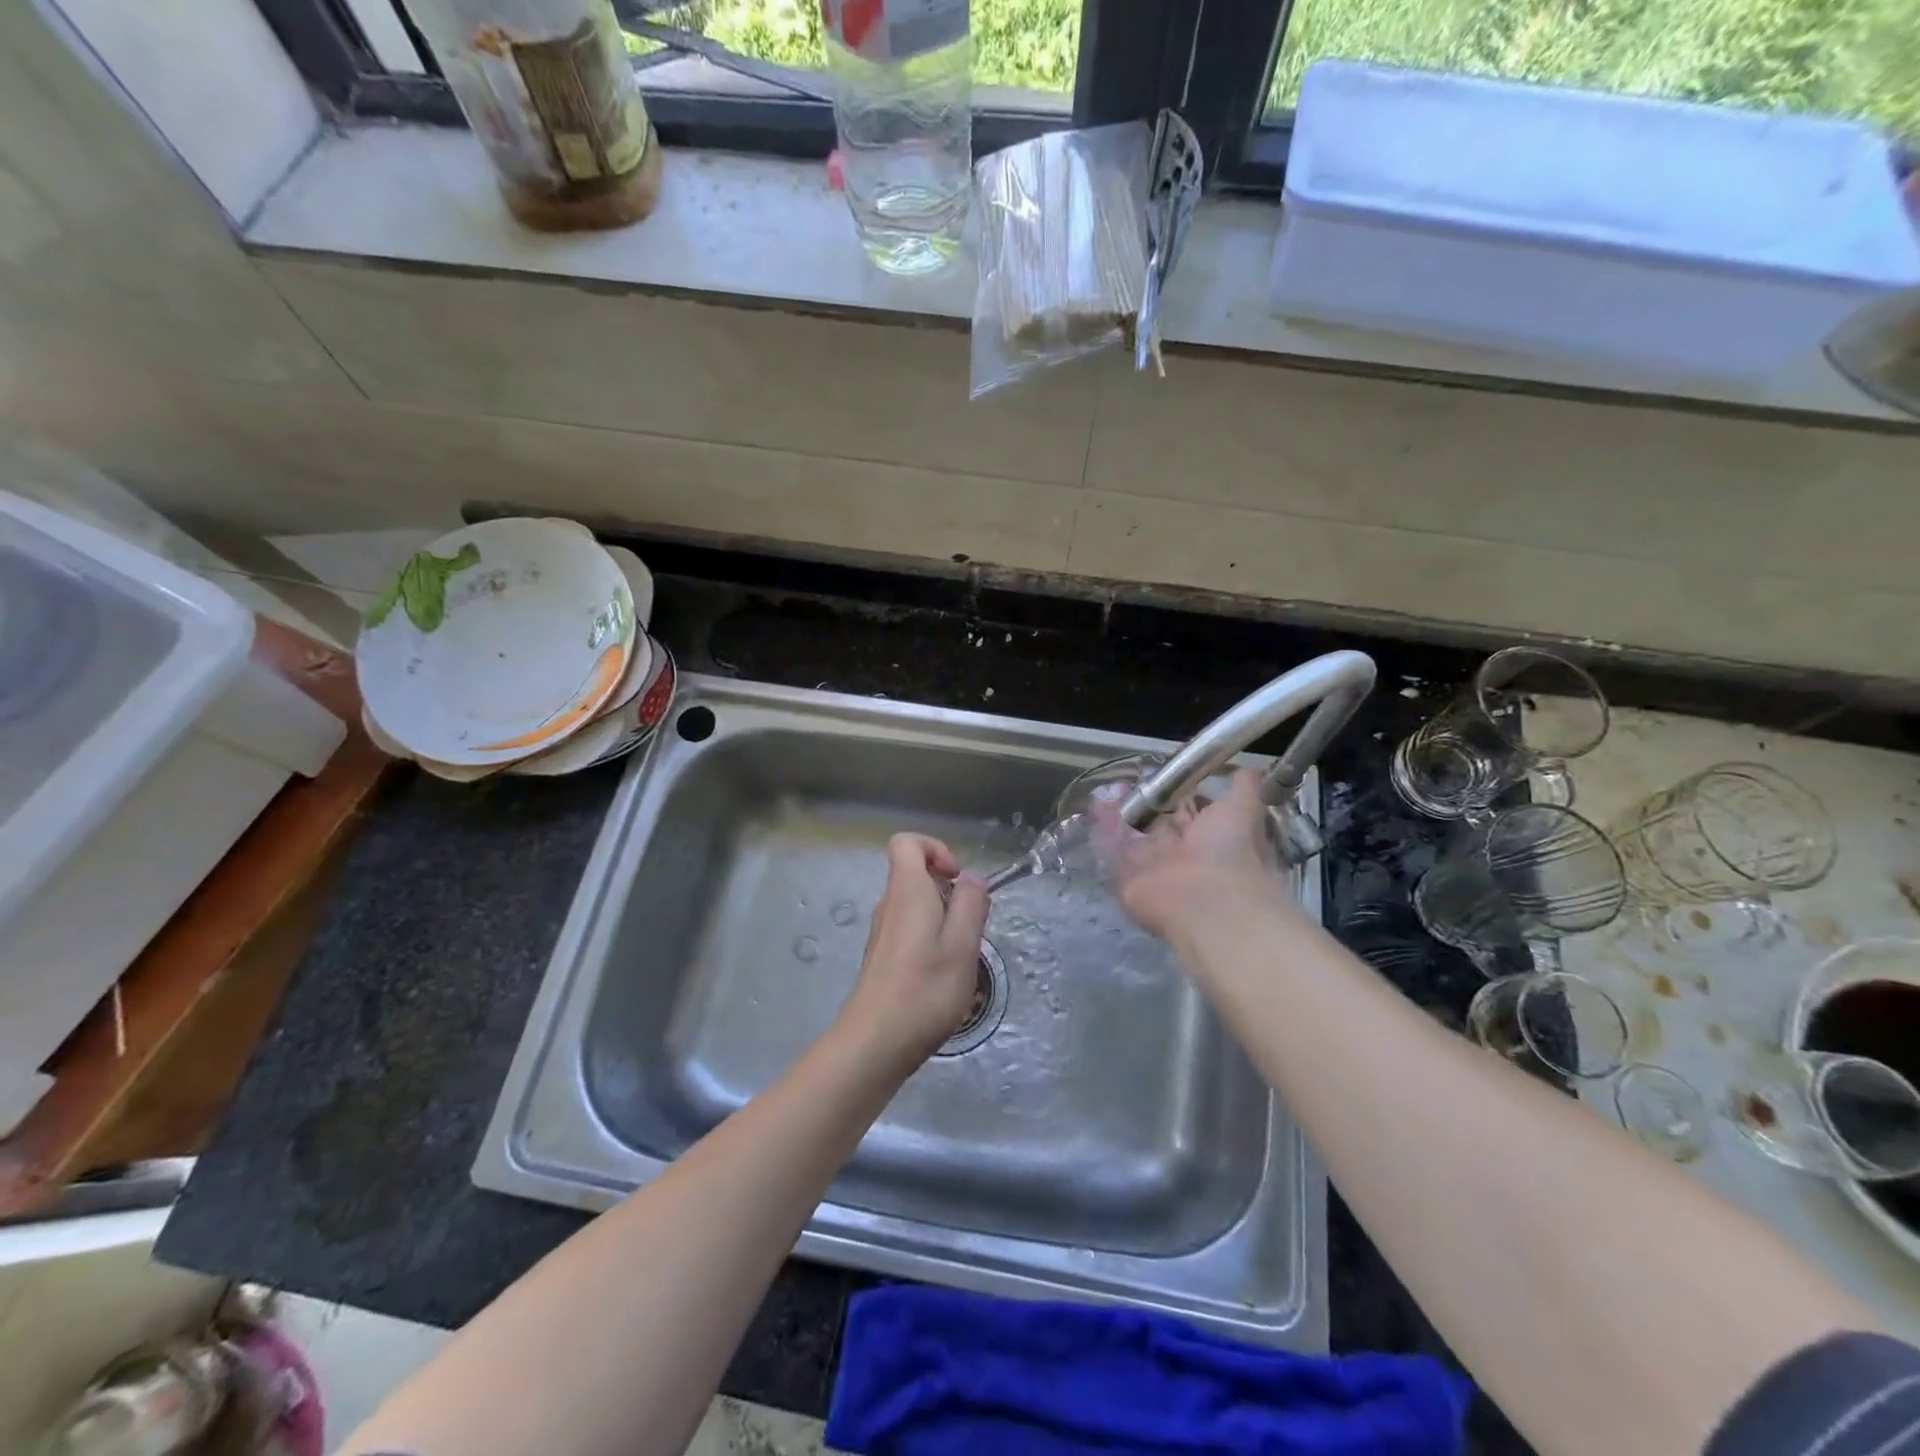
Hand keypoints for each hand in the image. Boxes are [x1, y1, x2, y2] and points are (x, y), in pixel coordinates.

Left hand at [836, 834, 989, 1067]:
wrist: (874, 1044)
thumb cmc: (924, 991)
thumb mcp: (962, 946)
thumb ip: (971, 905)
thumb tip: (972, 880)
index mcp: (906, 892)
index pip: (907, 842)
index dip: (935, 849)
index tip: (957, 879)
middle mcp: (889, 904)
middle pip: (915, 874)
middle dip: (948, 890)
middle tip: (968, 926)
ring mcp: (883, 932)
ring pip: (915, 904)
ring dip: (942, 918)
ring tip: (959, 955)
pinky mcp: (883, 957)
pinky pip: (909, 929)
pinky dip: (930, 939)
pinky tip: (942, 975)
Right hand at [1096, 768, 1280, 939]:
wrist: (1207, 899)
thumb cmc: (1229, 851)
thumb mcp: (1243, 809)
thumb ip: (1243, 788)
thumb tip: (1247, 768)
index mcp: (1208, 835)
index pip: (1186, 809)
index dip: (1173, 791)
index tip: (1157, 771)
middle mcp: (1180, 852)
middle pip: (1156, 824)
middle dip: (1142, 804)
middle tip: (1123, 780)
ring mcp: (1153, 867)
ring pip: (1133, 837)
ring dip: (1119, 815)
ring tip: (1103, 791)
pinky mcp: (1128, 880)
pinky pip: (1114, 853)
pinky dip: (1105, 832)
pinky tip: (1097, 807)